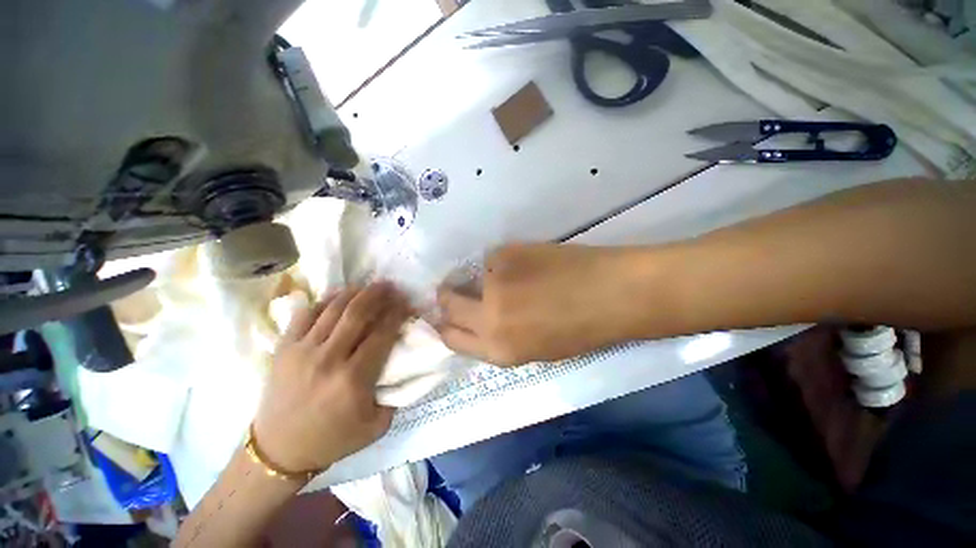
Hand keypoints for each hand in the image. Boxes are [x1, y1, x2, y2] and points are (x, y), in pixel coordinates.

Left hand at [253, 283, 410, 472]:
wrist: (278, 451)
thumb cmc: (333, 439)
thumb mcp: (377, 425)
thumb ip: (395, 394)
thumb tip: (404, 364)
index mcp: (353, 379)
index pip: (382, 334)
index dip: (397, 314)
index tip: (407, 303)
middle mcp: (328, 359)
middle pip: (358, 314)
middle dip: (378, 295)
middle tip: (390, 286)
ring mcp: (302, 350)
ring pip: (333, 309)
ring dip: (355, 293)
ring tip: (369, 285)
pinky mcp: (284, 348)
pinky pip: (306, 314)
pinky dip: (325, 301)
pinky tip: (338, 296)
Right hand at [435, 244, 652, 365]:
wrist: (613, 294)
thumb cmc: (581, 331)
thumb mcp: (534, 350)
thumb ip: (498, 337)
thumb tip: (476, 319)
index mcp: (498, 350)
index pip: (450, 337)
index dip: (446, 324)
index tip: (449, 314)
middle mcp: (488, 317)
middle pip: (447, 303)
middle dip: (448, 297)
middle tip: (458, 289)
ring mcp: (495, 282)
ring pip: (469, 276)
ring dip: (480, 277)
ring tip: (509, 276)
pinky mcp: (506, 253)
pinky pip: (491, 258)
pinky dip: (501, 262)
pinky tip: (527, 264)